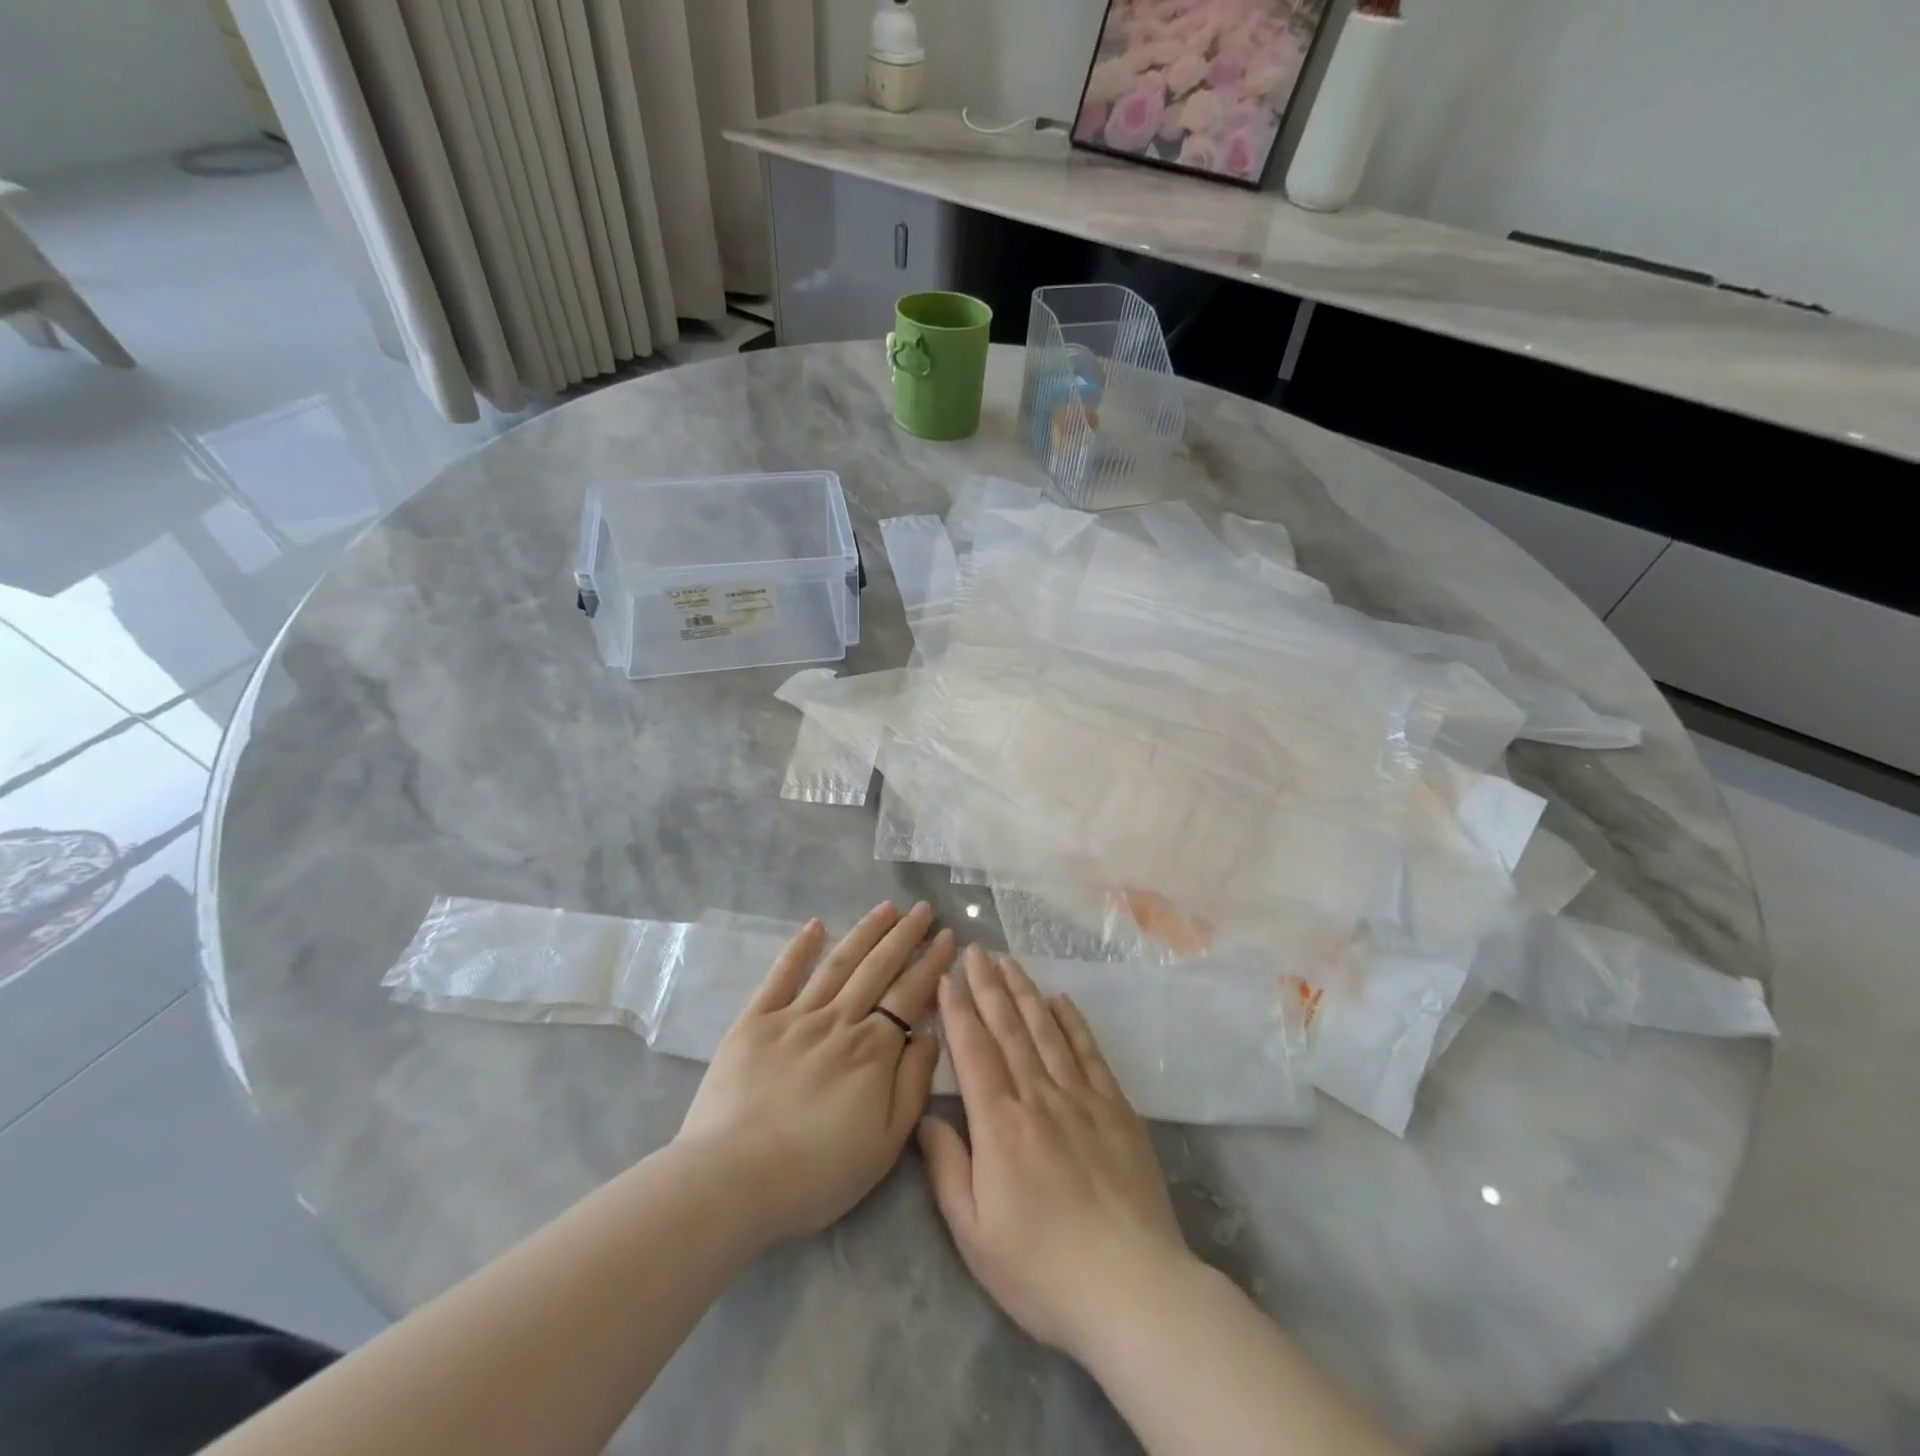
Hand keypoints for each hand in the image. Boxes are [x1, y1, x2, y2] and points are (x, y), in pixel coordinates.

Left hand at [677, 902, 952, 1243]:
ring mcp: (795, 1016)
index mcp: (873, 1049)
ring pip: (838, 963)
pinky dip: (799, 948)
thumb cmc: (816, 1173)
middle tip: (923, 909)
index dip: (931, 963)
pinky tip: (815, 925)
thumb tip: (929, 1034)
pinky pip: (781, 976)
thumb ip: (913, 1084)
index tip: (947, 936)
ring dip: (865, 932)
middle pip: (878, 968)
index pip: (910, 994)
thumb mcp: (885, 1144)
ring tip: (886, 908)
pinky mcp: (755, 1021)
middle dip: (904, 936)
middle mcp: (839, 1021)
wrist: (732, 1180)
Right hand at [919, 948, 1194, 1359]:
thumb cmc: (1042, 1270)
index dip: (958, 1010)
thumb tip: (927, 1117)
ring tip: (1009, 961)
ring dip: (1025, 992)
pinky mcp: (1117, 1110)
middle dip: (988, 986)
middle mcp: (1039, 1097)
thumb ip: (946, 1169)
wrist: (1133, 1288)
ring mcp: (1082, 1099)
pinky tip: (1061, 1000)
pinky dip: (1073, 1022)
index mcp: (1000, 1124)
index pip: (973, 1051)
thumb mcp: (974, 1234)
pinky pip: (1089, 1053)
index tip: (947, 976)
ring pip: (1047, 1031)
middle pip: (1009, 1029)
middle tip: (976, 950)